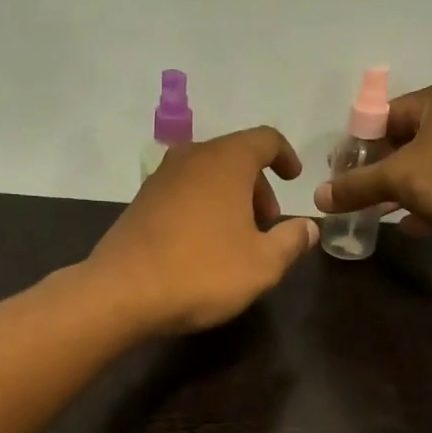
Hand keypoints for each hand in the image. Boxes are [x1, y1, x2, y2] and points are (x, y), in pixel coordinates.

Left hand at [88, 127, 319, 335]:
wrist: (122, 293)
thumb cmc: (202, 272)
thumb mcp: (263, 264)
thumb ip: (292, 241)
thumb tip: (308, 228)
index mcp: (226, 161)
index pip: (265, 139)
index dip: (285, 156)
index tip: (295, 180)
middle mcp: (191, 158)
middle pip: (234, 157)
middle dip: (258, 186)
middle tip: (268, 224)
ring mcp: (160, 179)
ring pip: (207, 176)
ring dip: (230, 199)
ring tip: (238, 239)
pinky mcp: (140, 203)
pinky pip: (183, 194)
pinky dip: (202, 208)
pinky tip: (203, 246)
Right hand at [312, 80, 431, 251]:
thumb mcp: (397, 177)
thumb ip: (356, 186)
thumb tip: (319, 197)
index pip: (385, 114)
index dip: (359, 141)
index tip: (338, 169)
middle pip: (403, 143)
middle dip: (377, 170)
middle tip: (351, 193)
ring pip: (424, 170)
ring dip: (399, 191)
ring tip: (371, 212)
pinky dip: (425, 208)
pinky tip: (406, 226)